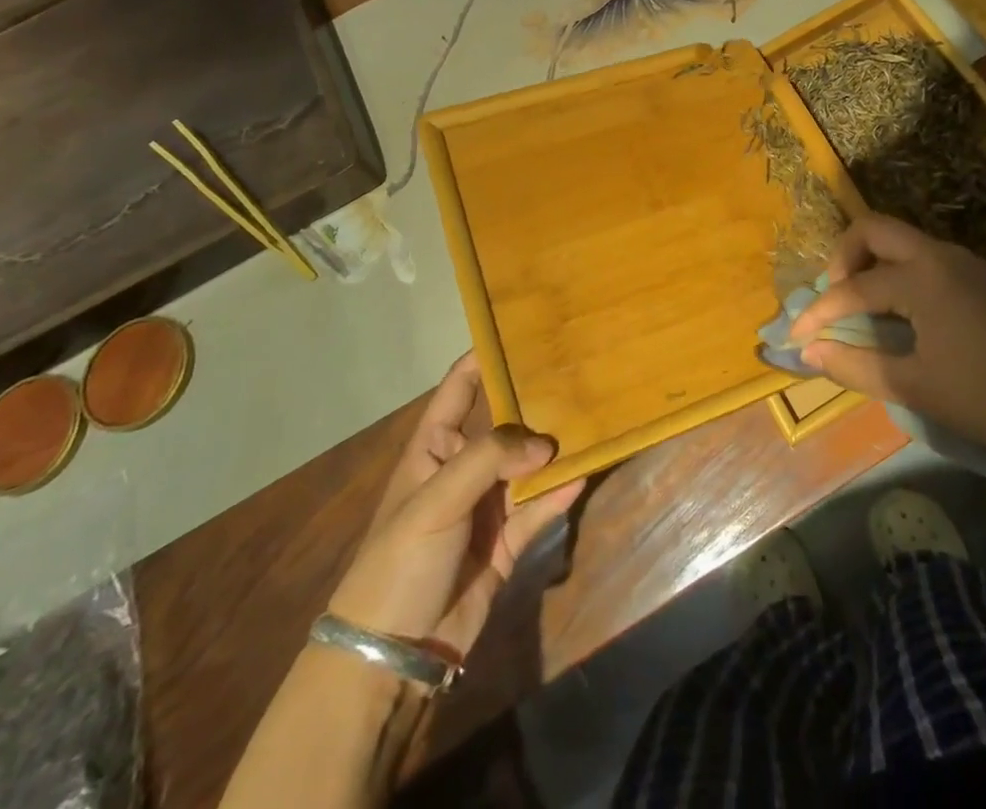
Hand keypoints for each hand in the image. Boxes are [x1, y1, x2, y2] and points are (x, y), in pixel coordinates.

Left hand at [327, 353, 582, 655]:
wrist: (392, 655)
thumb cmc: (399, 561)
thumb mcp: (435, 501)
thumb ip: (490, 460)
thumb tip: (546, 444)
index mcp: (434, 448)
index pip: (459, 389)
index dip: (484, 358)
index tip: (523, 330)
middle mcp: (463, 468)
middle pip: (505, 424)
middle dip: (536, 402)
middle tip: (578, 371)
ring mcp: (487, 505)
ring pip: (529, 465)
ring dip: (555, 449)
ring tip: (593, 418)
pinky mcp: (507, 542)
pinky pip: (539, 507)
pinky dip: (560, 492)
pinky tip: (584, 473)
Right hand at [789, 215, 985, 460]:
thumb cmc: (985, 397)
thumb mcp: (913, 387)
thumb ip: (854, 366)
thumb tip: (807, 352)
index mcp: (921, 278)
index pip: (853, 288)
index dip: (819, 313)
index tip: (796, 337)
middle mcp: (939, 255)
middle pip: (873, 229)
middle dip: (842, 257)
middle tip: (832, 297)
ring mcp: (964, 261)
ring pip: (901, 239)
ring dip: (871, 261)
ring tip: (860, 305)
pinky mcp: (980, 275)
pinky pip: (924, 255)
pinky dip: (898, 270)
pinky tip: (901, 310)